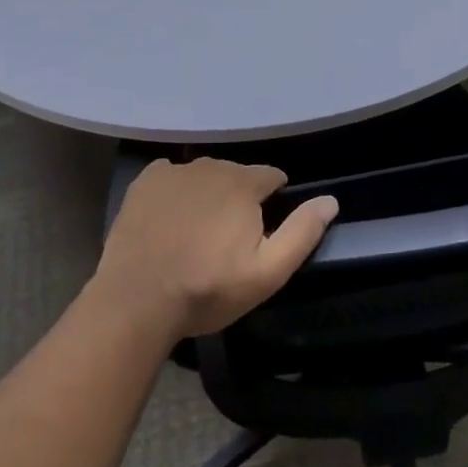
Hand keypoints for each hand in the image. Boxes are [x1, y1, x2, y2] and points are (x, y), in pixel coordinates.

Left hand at [94, 158, 339, 340]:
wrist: (137, 300)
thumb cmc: (207, 289)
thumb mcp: (266, 273)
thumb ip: (301, 233)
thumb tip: (330, 200)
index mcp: (244, 183)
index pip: (272, 176)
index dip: (273, 199)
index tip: (263, 228)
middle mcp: (211, 166)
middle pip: (236, 175)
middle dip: (240, 198)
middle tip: (228, 238)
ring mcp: (175, 171)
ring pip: (204, 175)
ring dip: (208, 194)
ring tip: (198, 231)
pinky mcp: (145, 181)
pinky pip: (171, 176)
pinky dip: (176, 191)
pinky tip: (170, 219)